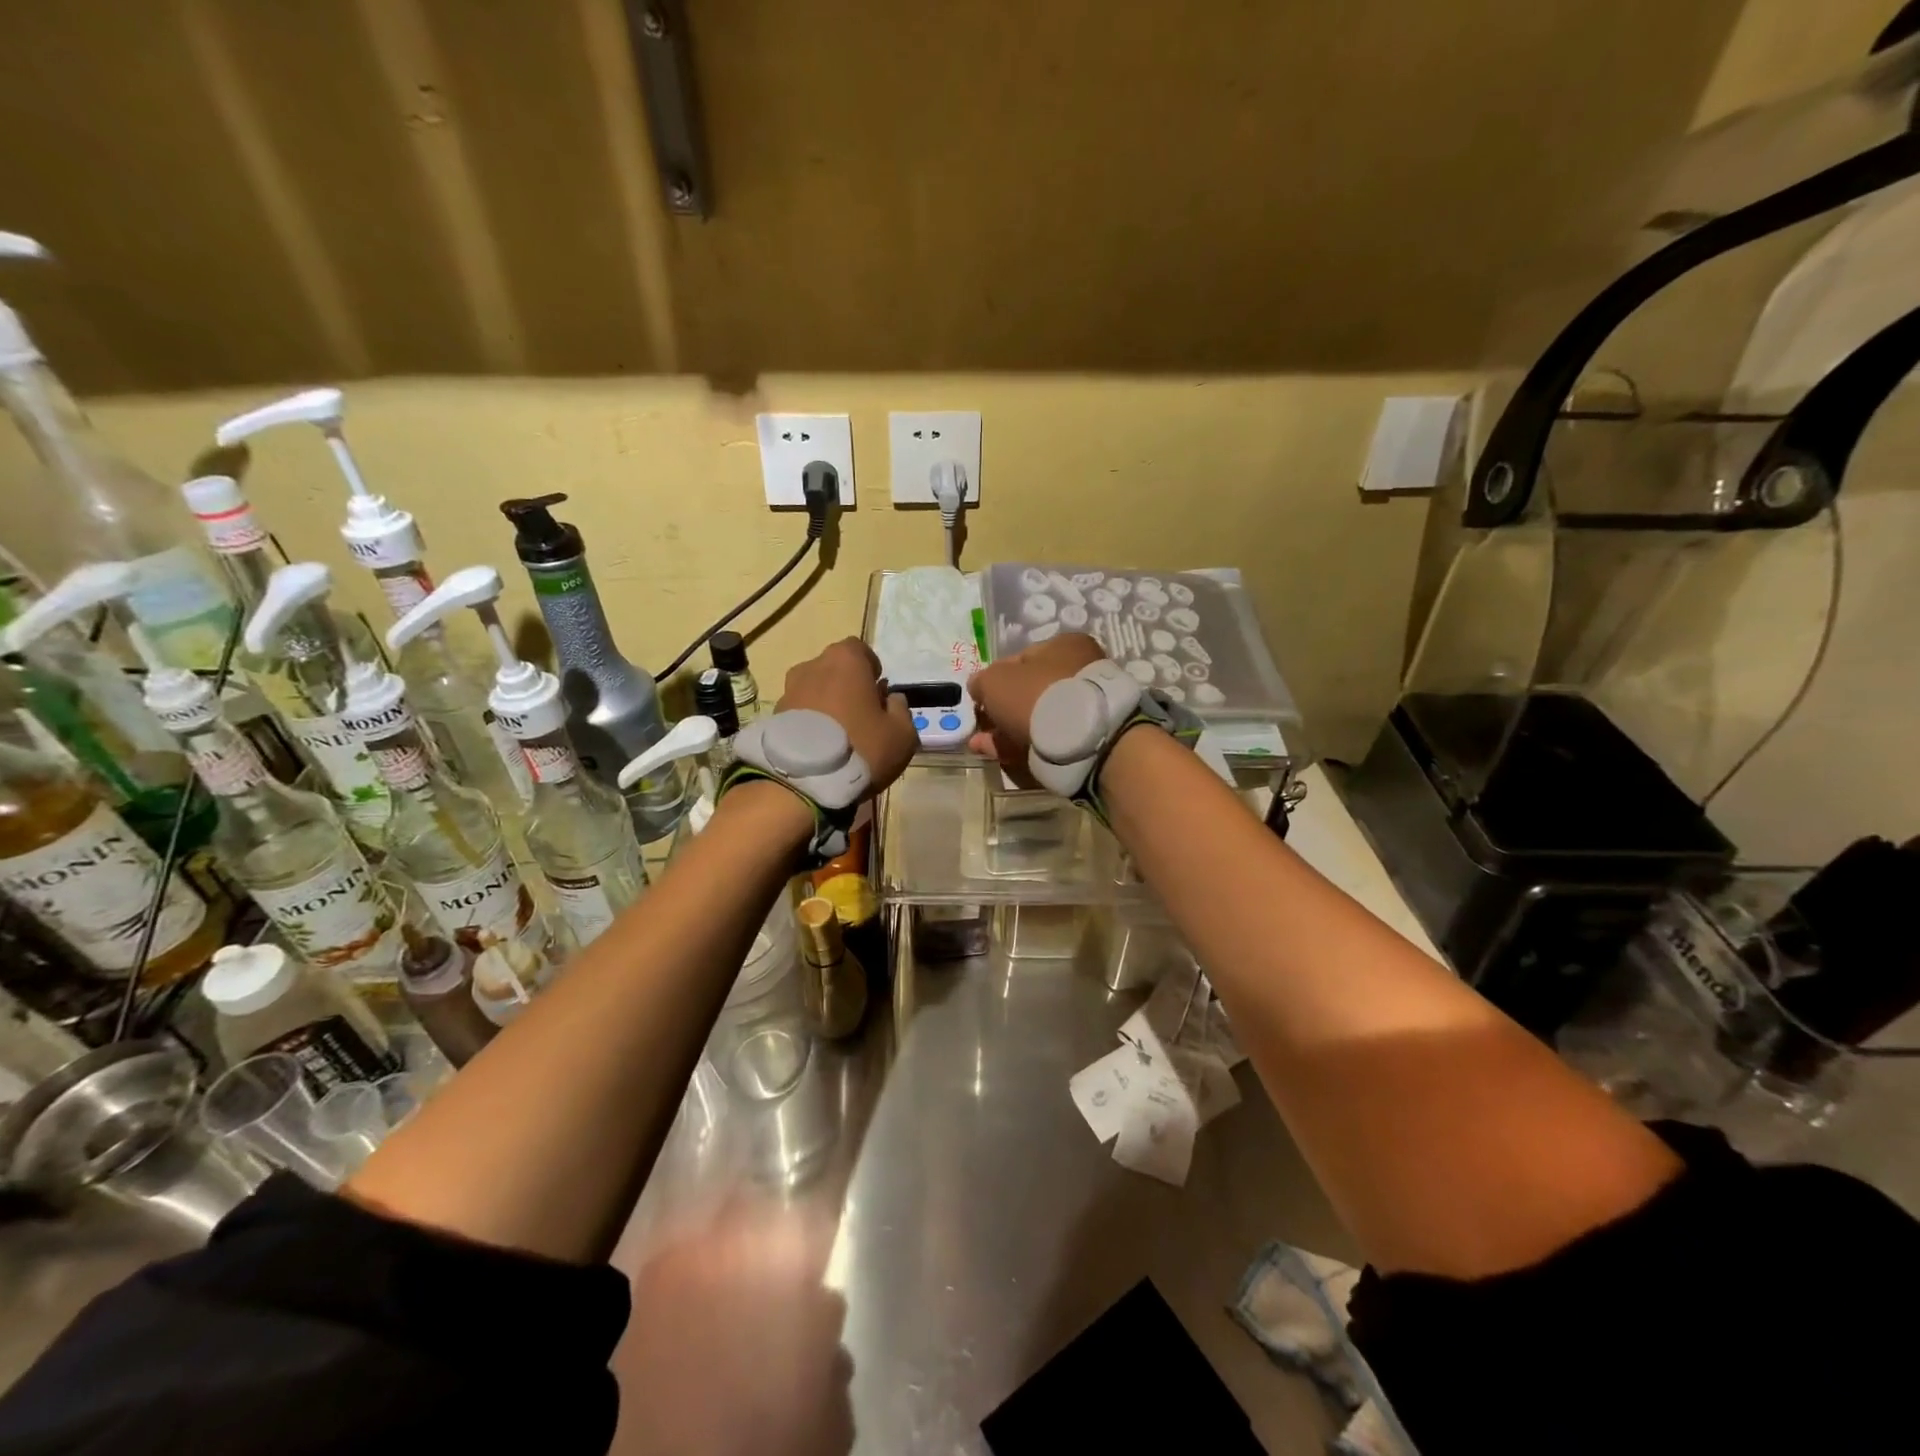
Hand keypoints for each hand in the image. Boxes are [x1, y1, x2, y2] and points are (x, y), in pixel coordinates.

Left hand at [777, 637, 918, 792]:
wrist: (804, 782)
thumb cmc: (861, 748)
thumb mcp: (902, 734)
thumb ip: (901, 710)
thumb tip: (891, 699)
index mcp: (846, 660)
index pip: (860, 650)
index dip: (870, 669)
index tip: (877, 693)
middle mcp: (813, 666)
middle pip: (834, 669)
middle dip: (847, 686)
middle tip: (860, 715)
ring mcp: (789, 690)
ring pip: (814, 690)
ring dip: (826, 705)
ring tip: (837, 735)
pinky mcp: (774, 716)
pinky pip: (799, 713)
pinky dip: (809, 723)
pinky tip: (819, 748)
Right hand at [966, 631, 1105, 782]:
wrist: (1080, 737)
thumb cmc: (1035, 694)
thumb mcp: (995, 681)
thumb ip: (981, 681)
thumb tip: (978, 687)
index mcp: (1064, 645)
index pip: (1021, 658)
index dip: (995, 678)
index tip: (980, 698)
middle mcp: (1079, 670)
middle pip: (1029, 691)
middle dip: (1001, 710)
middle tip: (981, 726)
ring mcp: (1084, 705)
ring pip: (1036, 717)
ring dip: (1007, 730)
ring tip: (983, 745)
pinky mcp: (1086, 736)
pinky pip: (1047, 738)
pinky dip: (1022, 745)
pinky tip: (1000, 754)